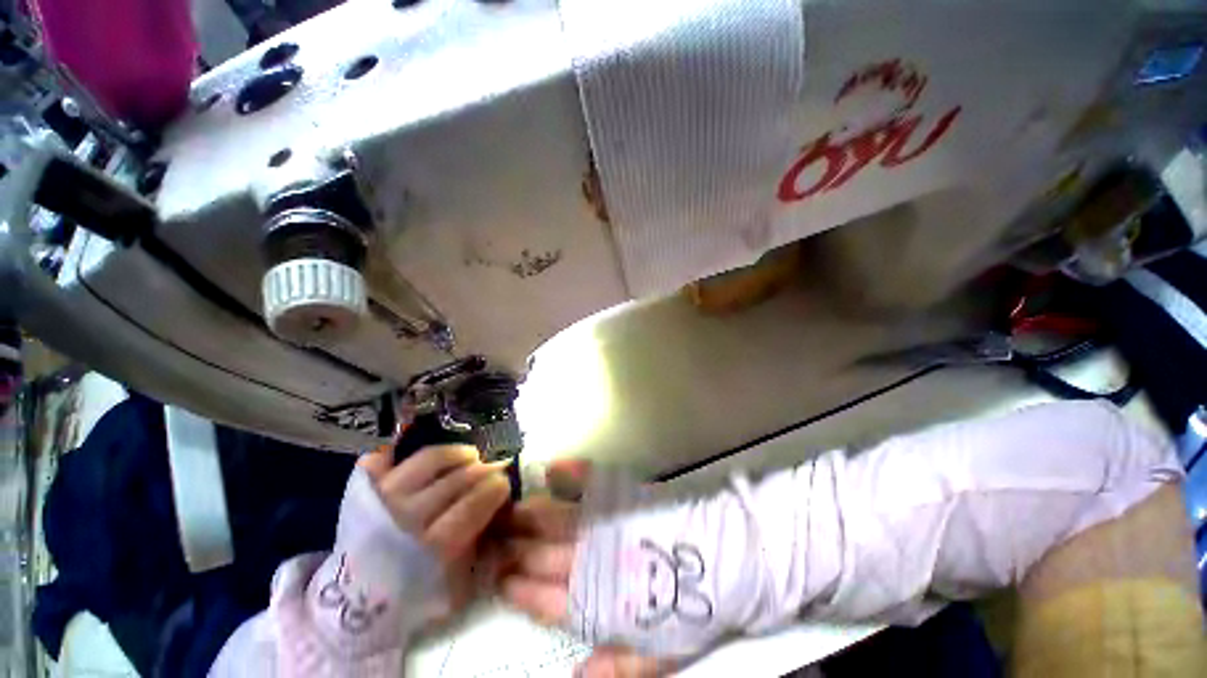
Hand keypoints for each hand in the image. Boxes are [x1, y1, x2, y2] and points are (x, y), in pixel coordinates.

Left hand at [359, 444, 510, 612]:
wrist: (354, 606)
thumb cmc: (413, 597)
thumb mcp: (457, 586)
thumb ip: (479, 547)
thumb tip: (499, 511)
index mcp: (430, 549)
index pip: (471, 506)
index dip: (494, 490)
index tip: (504, 484)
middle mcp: (404, 518)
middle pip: (455, 480)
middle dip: (483, 470)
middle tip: (494, 469)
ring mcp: (380, 499)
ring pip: (428, 459)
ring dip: (455, 453)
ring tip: (469, 456)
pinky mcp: (360, 491)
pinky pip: (379, 458)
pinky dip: (396, 448)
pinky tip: (418, 450)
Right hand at [499, 461, 677, 677]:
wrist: (725, 559)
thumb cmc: (691, 608)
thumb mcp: (658, 654)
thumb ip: (617, 666)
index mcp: (597, 600)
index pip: (543, 598)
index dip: (518, 588)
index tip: (498, 579)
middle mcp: (592, 558)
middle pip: (541, 555)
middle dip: (513, 549)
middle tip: (488, 539)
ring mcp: (606, 522)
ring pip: (556, 519)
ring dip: (528, 515)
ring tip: (505, 511)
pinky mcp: (622, 495)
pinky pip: (591, 480)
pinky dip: (572, 472)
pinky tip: (554, 468)